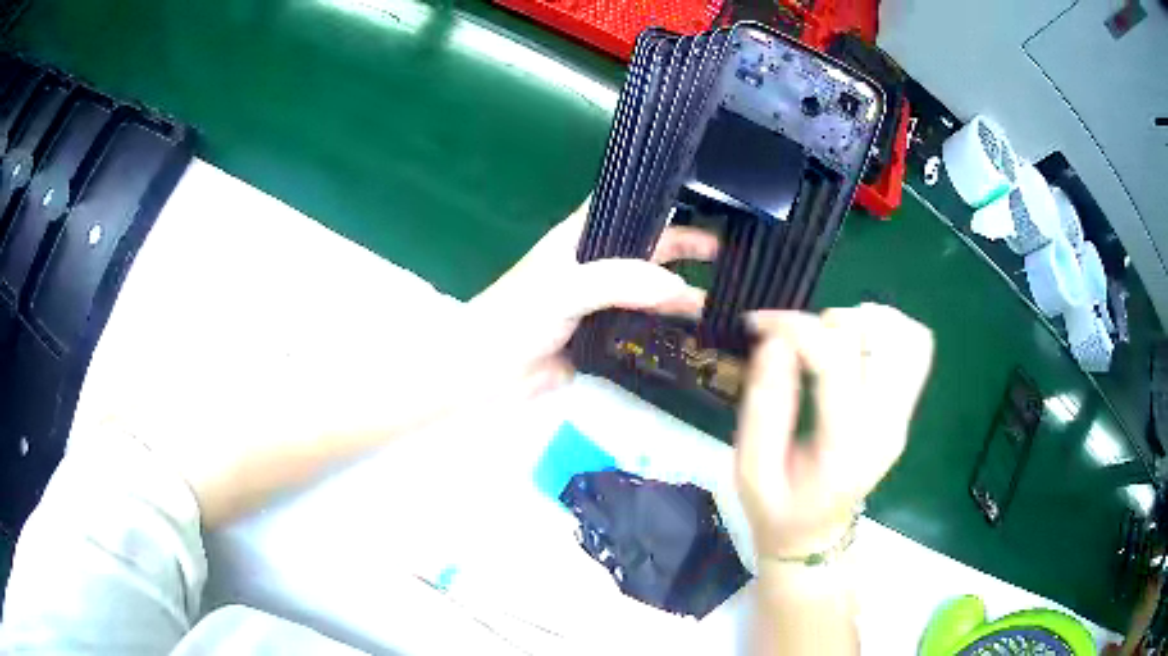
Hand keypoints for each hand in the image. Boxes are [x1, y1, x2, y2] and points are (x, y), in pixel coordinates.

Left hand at [464, 199, 717, 397]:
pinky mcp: (606, 335)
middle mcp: (598, 263)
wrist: (490, 373)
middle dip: (689, 248)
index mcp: (584, 236)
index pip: (630, 206)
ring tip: (727, 300)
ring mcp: (603, 300)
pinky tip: (698, 332)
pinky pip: (644, 324)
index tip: (710, 200)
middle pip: (651, 247)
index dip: (666, 199)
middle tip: (733, 256)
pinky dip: (669, 325)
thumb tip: (680, 289)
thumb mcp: (566, 287)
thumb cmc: (517, 317)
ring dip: (684, 292)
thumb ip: (620, 280)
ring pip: (652, 288)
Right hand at [735, 304, 932, 559]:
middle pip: (879, 336)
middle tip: (798, 344)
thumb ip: (763, 406)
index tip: (760, 325)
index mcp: (845, 445)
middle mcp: (886, 424)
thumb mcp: (751, 469)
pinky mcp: (905, 408)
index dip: (795, 327)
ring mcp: (902, 415)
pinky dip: (888, 330)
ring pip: (906, 335)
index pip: (835, 358)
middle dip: (829, 323)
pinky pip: (916, 348)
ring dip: (862, 323)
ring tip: (829, 344)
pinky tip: (857, 346)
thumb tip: (774, 340)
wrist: (814, 536)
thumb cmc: (777, 508)